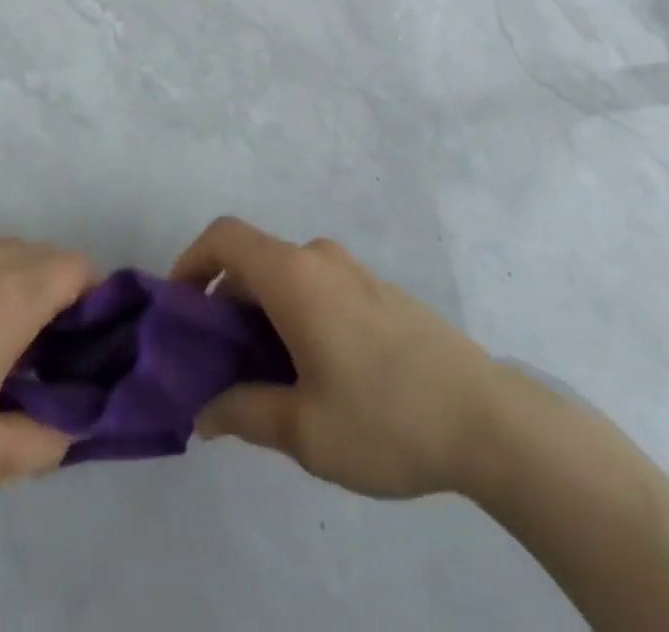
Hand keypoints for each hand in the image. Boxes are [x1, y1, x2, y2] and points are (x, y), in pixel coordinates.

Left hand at [0, 229, 93, 533]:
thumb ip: (47, 437)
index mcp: (13, 292)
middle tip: (44, 352)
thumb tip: (72, 424)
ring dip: (15, 279)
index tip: (84, 344)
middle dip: (56, 292)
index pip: (77, 268)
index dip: (93, 299)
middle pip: (42, 255)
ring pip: (0, 249)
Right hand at [171, 216, 503, 499]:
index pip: (223, 237)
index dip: (190, 262)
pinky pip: (318, 287)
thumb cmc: (387, 418)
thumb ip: (245, 413)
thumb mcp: (305, 430)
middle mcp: (319, 258)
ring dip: (261, 313)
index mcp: (294, 276)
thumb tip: (204, 413)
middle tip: (217, 364)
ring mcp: (353, 271)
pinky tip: (314, 373)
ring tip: (265, 378)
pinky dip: (295, 314)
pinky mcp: (379, 291)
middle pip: (252, 261)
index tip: (178, 310)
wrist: (490, 420)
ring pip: (286, 277)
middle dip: (224, 305)